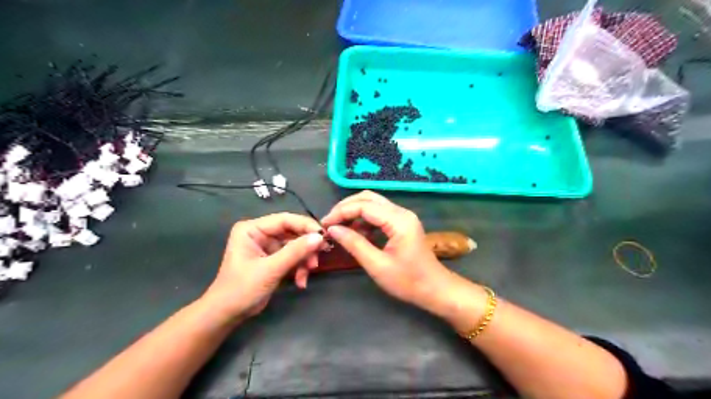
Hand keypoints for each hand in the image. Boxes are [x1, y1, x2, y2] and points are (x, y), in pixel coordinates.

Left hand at [199, 214, 322, 322]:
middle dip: (306, 248)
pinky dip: (299, 268)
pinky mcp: (273, 259)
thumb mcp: (270, 269)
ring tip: (308, 274)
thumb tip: (320, 237)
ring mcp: (267, 246)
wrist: (227, 315)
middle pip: (292, 233)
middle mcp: (260, 233)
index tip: (324, 236)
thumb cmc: (242, 289)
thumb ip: (295, 252)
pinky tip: (301, 281)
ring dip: (304, 260)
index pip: (285, 220)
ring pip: (296, 246)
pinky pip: (293, 257)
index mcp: (252, 229)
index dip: (306, 226)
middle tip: (318, 258)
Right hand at [322, 191, 455, 315]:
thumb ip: (354, 244)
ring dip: (354, 212)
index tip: (324, 224)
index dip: (341, 212)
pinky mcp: (402, 223)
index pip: (364, 206)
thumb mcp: (377, 265)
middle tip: (329, 223)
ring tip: (338, 227)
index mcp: (398, 220)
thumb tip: (332, 229)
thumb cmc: (408, 281)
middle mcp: (401, 212)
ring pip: (373, 203)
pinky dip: (364, 219)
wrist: (435, 289)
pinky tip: (355, 232)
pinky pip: (379, 213)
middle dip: (346, 207)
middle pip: (368, 198)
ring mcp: (403, 216)